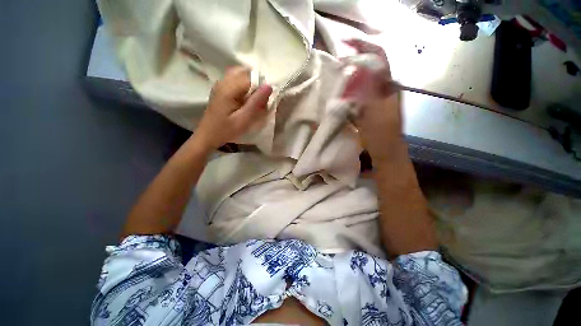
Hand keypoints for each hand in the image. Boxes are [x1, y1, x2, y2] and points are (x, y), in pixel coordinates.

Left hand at [193, 67, 272, 150]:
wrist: (207, 135)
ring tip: (252, 101)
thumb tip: (269, 86)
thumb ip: (256, 103)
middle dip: (256, 84)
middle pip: (245, 72)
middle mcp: (223, 81)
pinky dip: (244, 87)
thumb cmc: (226, 130)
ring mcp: (220, 83)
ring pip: (241, 75)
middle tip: (258, 102)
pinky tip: (245, 100)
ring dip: (251, 85)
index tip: (263, 102)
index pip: (251, 77)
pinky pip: (236, 80)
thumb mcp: (243, 120)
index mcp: (228, 88)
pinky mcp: (221, 88)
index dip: (261, 87)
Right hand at [343, 39, 404, 161]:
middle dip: (353, 62)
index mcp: (389, 86)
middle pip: (369, 67)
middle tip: (337, 64)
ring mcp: (375, 98)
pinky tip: (340, 95)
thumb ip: (369, 90)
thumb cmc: (382, 134)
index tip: (345, 44)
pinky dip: (348, 92)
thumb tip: (359, 68)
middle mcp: (384, 88)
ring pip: (362, 81)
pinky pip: (357, 94)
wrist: (384, 152)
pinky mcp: (368, 107)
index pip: (379, 58)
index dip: (364, 48)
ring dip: (349, 78)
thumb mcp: (375, 112)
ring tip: (337, 78)